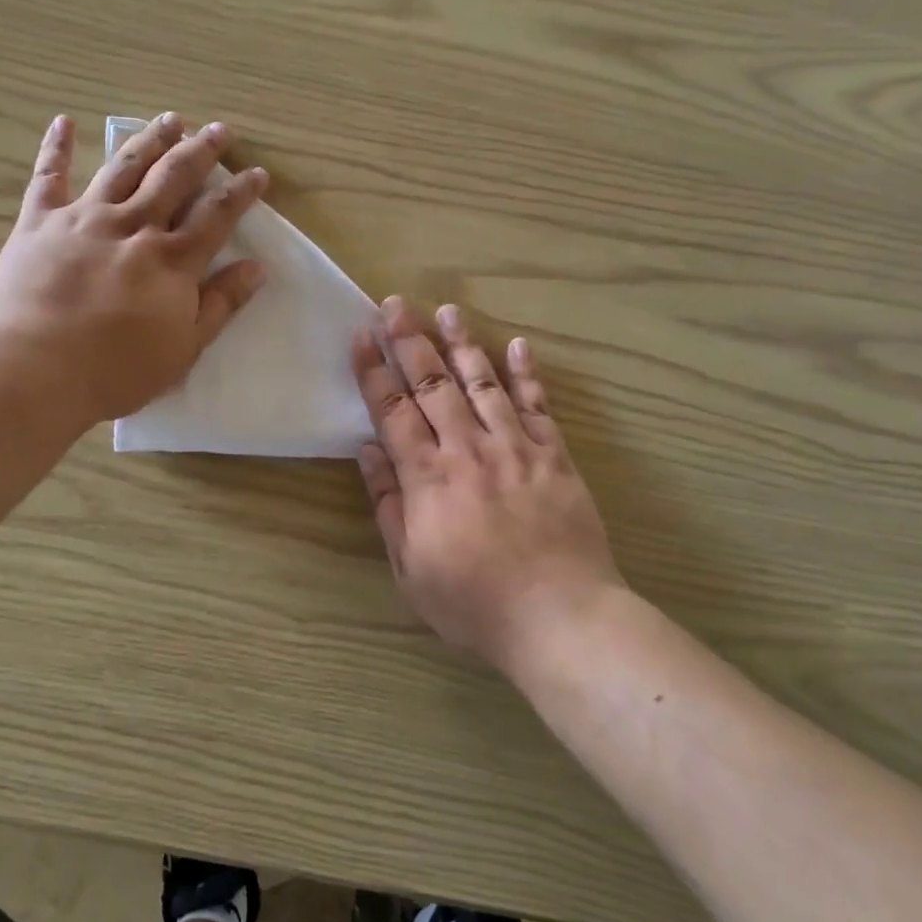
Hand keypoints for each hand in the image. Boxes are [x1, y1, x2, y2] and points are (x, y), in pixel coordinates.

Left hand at [0, 113, 266, 425]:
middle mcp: (133, 227)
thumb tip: (257, 268)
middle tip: (218, 130)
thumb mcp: (183, 348)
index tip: (257, 173)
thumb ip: (220, 305)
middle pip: (173, 178)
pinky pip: (48, 177)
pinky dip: (57, 148)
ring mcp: (84, 218)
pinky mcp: (39, 222)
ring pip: (124, 167)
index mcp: (171, 261)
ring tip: (170, 119)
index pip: (216, 216)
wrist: (34, 369)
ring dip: (150, 140)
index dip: (240, 192)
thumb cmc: (116, 371)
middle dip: (200, 152)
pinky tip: (65, 121)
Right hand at [352, 298, 622, 670]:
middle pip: (433, 385)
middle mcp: (468, 451)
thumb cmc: (473, 603)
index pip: (393, 411)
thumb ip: (389, 505)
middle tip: (396, 304)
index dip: (374, 372)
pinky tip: (518, 345)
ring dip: (464, 344)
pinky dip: (527, 374)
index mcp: (428, 478)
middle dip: (411, 341)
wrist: (559, 618)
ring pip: (484, 384)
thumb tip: (368, 451)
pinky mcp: (555, 457)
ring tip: (448, 310)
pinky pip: (539, 406)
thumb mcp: (410, 567)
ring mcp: (516, 449)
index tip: (361, 337)